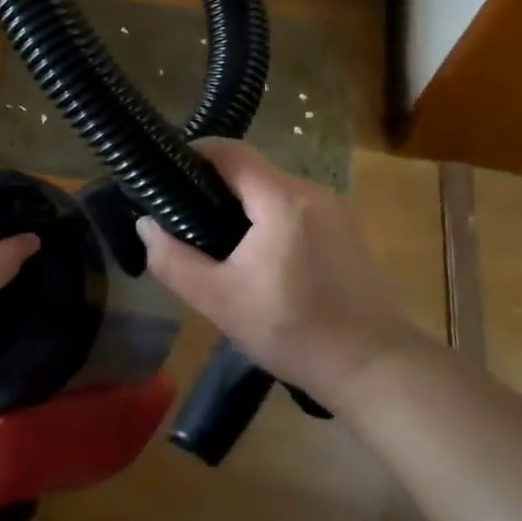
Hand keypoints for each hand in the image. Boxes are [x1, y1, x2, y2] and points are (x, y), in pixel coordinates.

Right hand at [137, 138, 422, 404]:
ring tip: (214, 242)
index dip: (194, 153)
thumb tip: (146, 225)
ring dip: (241, 207)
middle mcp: (312, 192)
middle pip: (250, 172)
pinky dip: (267, 221)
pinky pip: (293, 210)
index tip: (164, 173)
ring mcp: (335, 210)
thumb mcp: (219, 301)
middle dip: (212, 188)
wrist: (375, 369)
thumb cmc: (294, 331)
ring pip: (272, 192)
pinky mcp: (346, 231)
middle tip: (182, 220)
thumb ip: (173, 261)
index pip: (230, 151)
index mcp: (282, 199)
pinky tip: (256, 259)